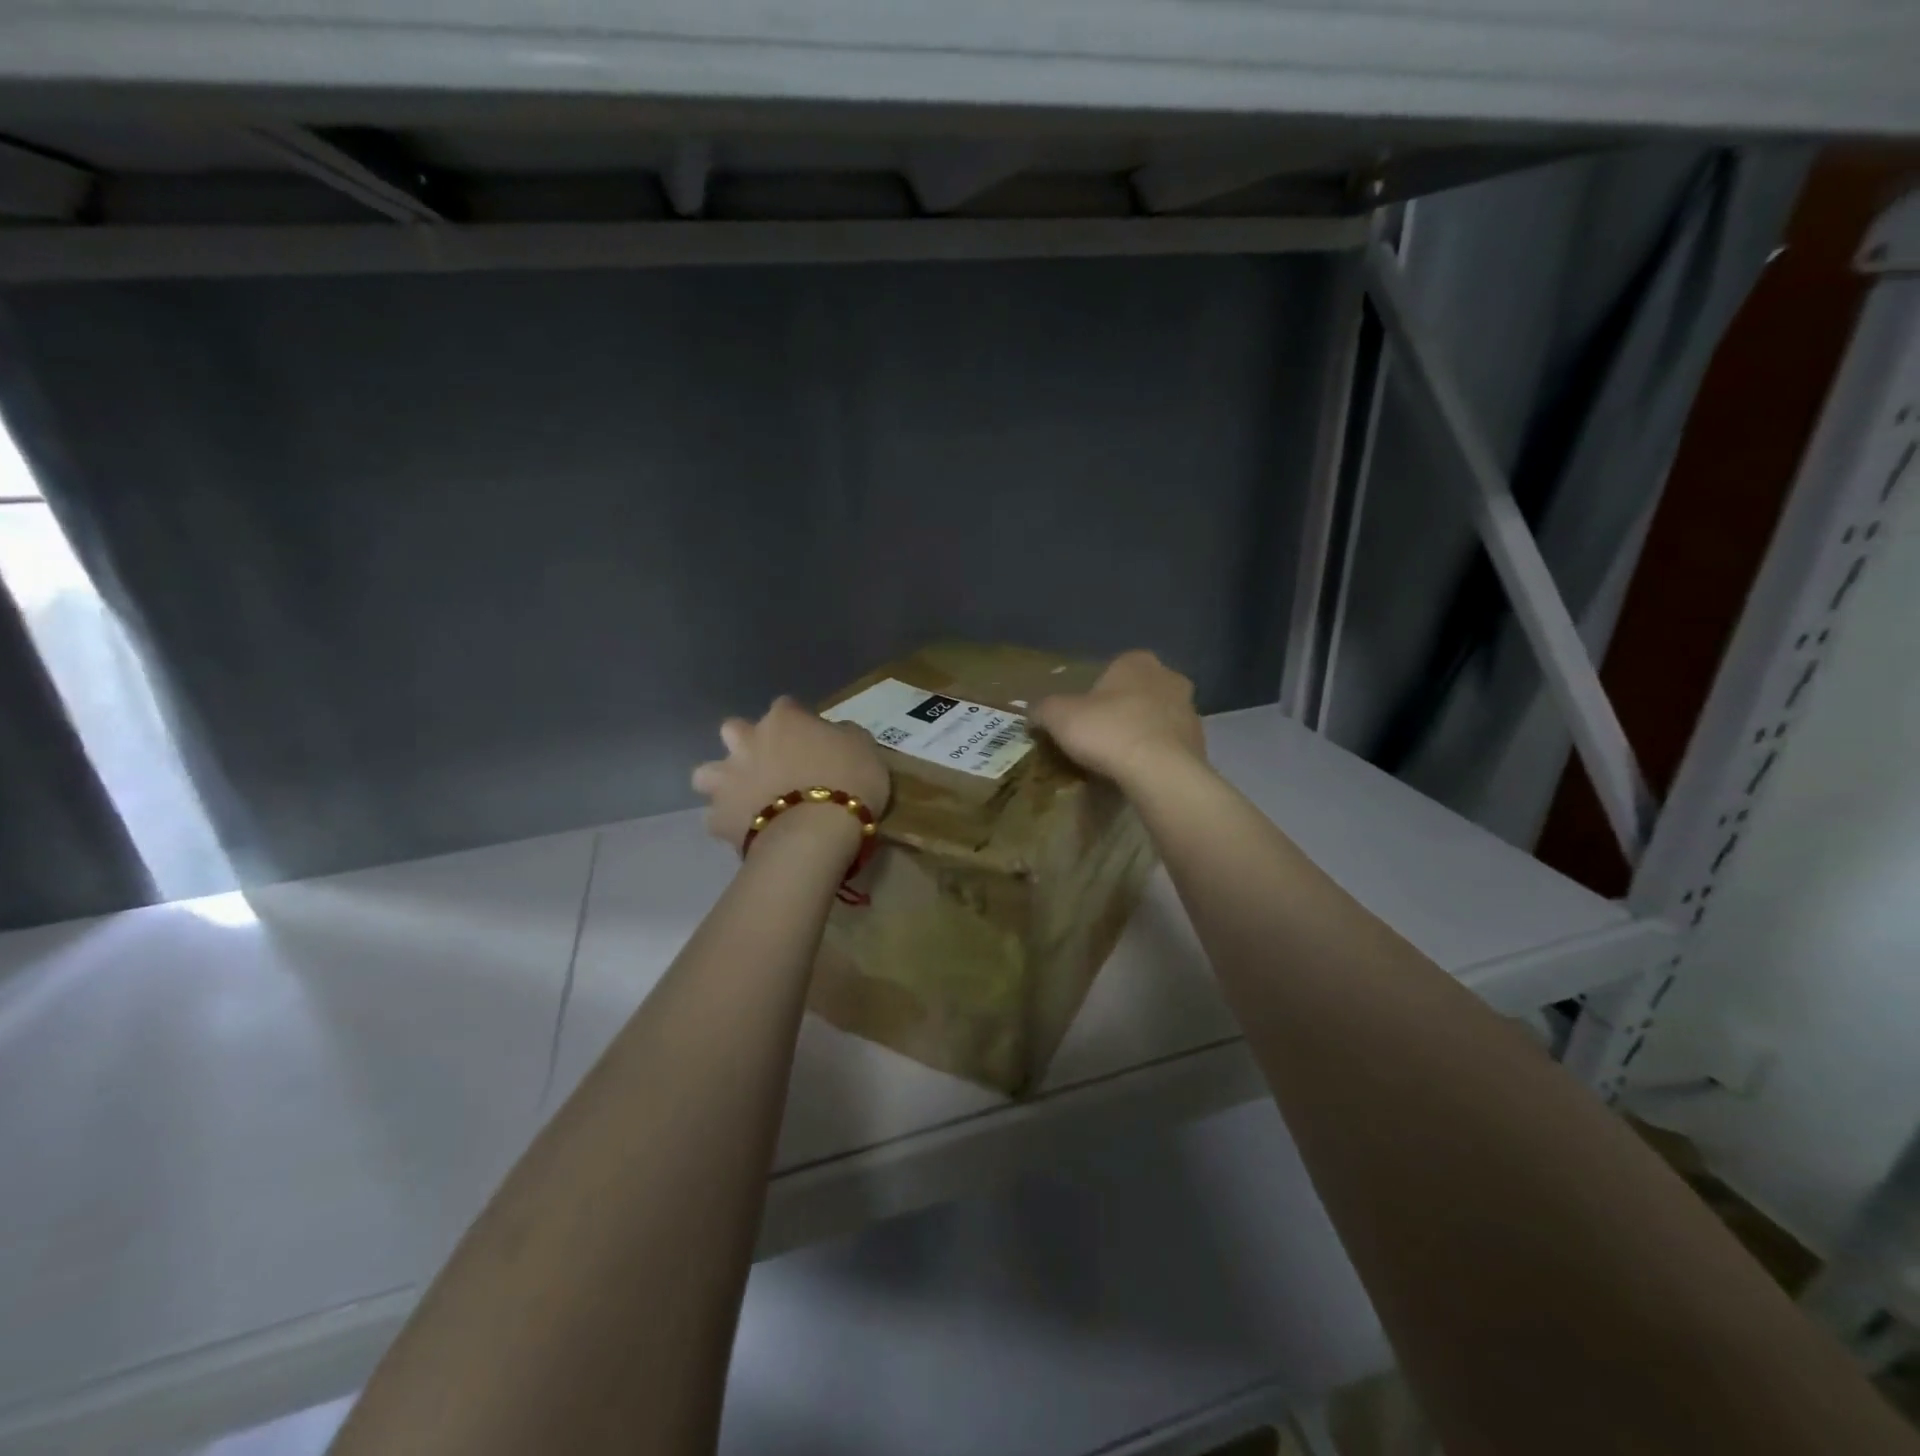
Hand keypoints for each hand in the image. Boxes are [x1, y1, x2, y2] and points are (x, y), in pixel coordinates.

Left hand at [691, 696, 890, 849]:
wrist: (814, 834)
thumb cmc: (848, 782)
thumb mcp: (864, 748)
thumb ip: (844, 735)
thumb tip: (836, 735)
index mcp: (784, 720)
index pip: (786, 706)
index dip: (798, 723)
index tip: (813, 740)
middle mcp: (748, 741)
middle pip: (734, 730)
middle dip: (746, 743)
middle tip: (771, 764)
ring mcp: (728, 779)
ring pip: (707, 773)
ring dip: (723, 780)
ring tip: (746, 797)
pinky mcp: (719, 817)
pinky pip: (716, 817)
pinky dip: (729, 822)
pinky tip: (747, 830)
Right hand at [1033, 650, 1206, 785]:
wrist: (1159, 772)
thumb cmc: (1108, 730)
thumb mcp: (1058, 716)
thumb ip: (1043, 709)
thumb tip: (1032, 713)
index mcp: (1137, 661)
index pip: (1112, 669)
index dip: (1094, 693)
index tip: (1081, 716)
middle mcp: (1169, 678)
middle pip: (1137, 693)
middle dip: (1121, 710)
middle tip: (1098, 737)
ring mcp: (1190, 711)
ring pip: (1157, 719)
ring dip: (1141, 733)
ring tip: (1117, 760)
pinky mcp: (1200, 744)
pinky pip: (1169, 746)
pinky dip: (1155, 756)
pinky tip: (1138, 774)